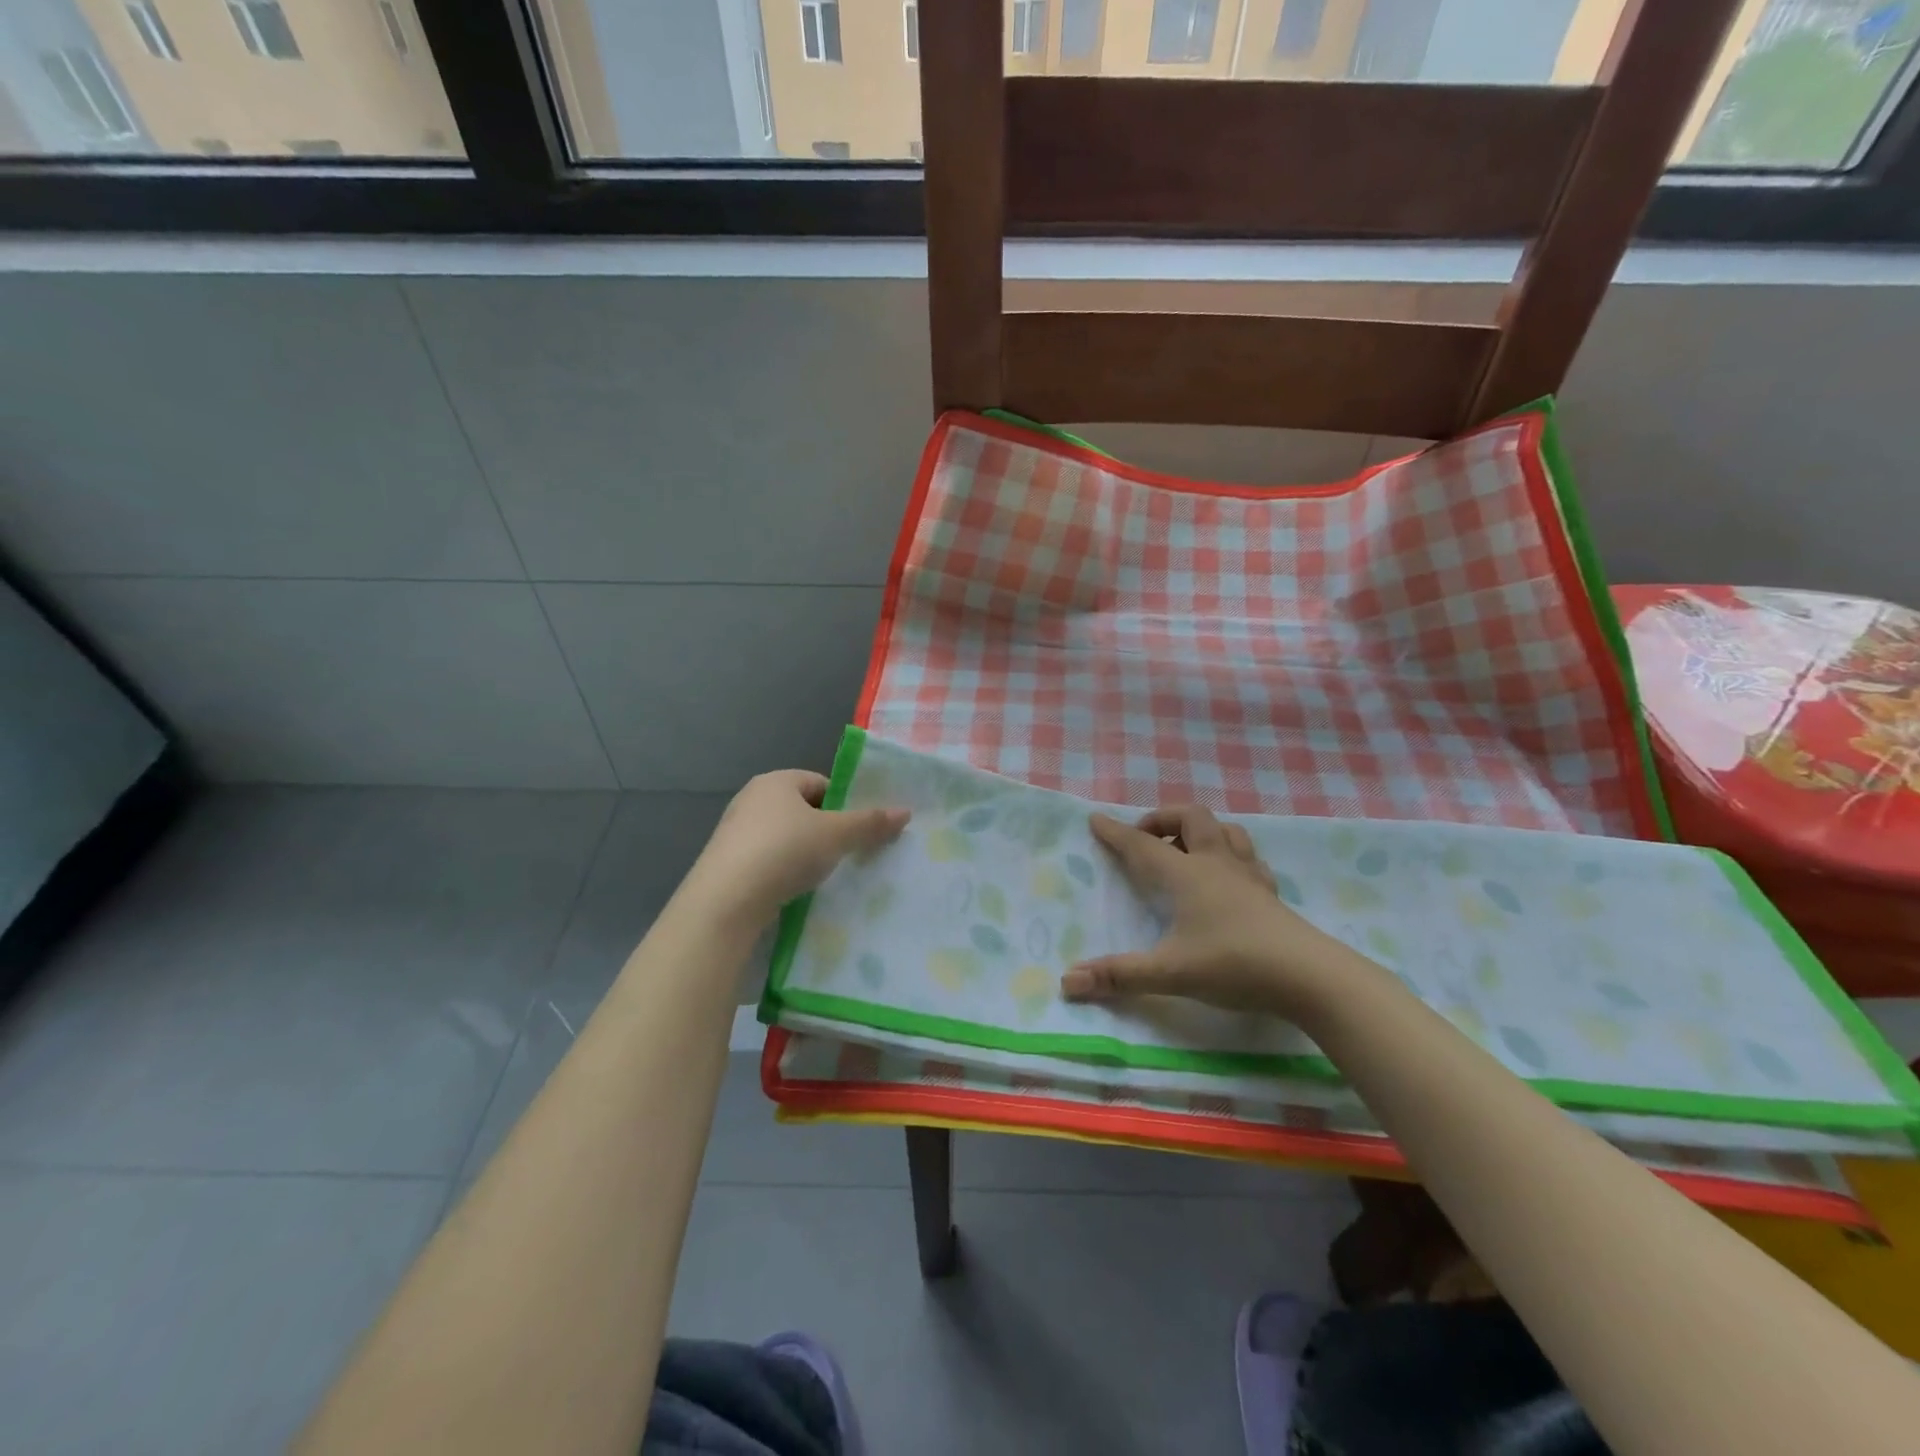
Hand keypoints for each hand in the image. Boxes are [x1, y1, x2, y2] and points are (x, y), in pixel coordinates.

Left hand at [688, 770, 908, 922]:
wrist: (726, 900)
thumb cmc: (785, 851)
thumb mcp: (836, 835)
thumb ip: (870, 823)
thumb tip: (906, 812)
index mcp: (777, 781)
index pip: (821, 783)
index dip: (844, 804)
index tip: (860, 830)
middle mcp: (752, 798)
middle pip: (803, 809)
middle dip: (827, 830)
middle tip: (848, 853)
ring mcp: (736, 831)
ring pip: (786, 836)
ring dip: (806, 852)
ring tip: (824, 875)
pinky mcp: (727, 862)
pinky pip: (768, 859)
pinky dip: (785, 870)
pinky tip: (796, 889)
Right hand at [1061, 805, 1350, 1017]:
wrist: (1310, 976)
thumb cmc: (1234, 965)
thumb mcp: (1170, 973)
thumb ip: (1119, 976)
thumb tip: (1068, 981)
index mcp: (1187, 875)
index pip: (1143, 845)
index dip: (1116, 832)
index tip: (1096, 819)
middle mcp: (1216, 864)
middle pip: (1190, 818)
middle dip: (1162, 820)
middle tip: (1145, 840)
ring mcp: (1248, 876)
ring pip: (1225, 831)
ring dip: (1199, 830)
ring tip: (1184, 849)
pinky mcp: (1270, 894)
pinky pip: (1248, 857)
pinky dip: (1230, 854)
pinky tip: (1227, 876)